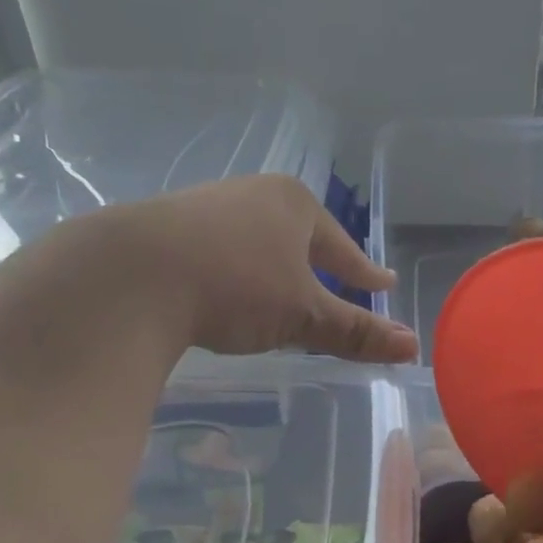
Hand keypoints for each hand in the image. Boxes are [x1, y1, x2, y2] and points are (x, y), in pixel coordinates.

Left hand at [78, 175, 416, 362]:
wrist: (130, 276)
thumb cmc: (236, 286)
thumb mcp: (304, 315)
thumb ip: (356, 332)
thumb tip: (413, 347)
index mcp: (294, 204)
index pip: (342, 247)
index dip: (364, 273)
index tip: (382, 284)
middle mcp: (252, 194)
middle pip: (300, 237)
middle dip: (318, 264)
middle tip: (337, 286)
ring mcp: (205, 206)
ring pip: (257, 242)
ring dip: (274, 267)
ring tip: (283, 291)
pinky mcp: (166, 228)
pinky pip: (219, 251)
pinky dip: (234, 272)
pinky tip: (227, 290)